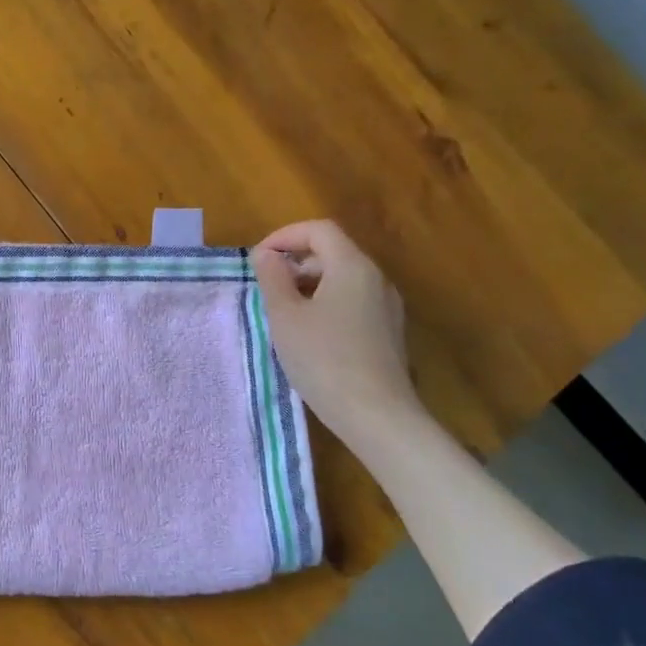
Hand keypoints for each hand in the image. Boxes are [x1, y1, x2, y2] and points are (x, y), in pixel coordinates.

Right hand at [253, 220, 422, 443]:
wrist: (376, 415)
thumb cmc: (323, 359)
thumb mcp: (285, 316)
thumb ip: (272, 278)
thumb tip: (266, 255)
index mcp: (352, 266)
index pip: (319, 230)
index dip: (284, 236)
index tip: (258, 260)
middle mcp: (376, 279)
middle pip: (333, 252)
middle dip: (295, 262)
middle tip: (266, 289)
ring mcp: (386, 307)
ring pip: (342, 279)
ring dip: (308, 285)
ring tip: (283, 314)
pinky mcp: (388, 332)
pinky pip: (352, 302)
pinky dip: (326, 304)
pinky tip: (309, 335)